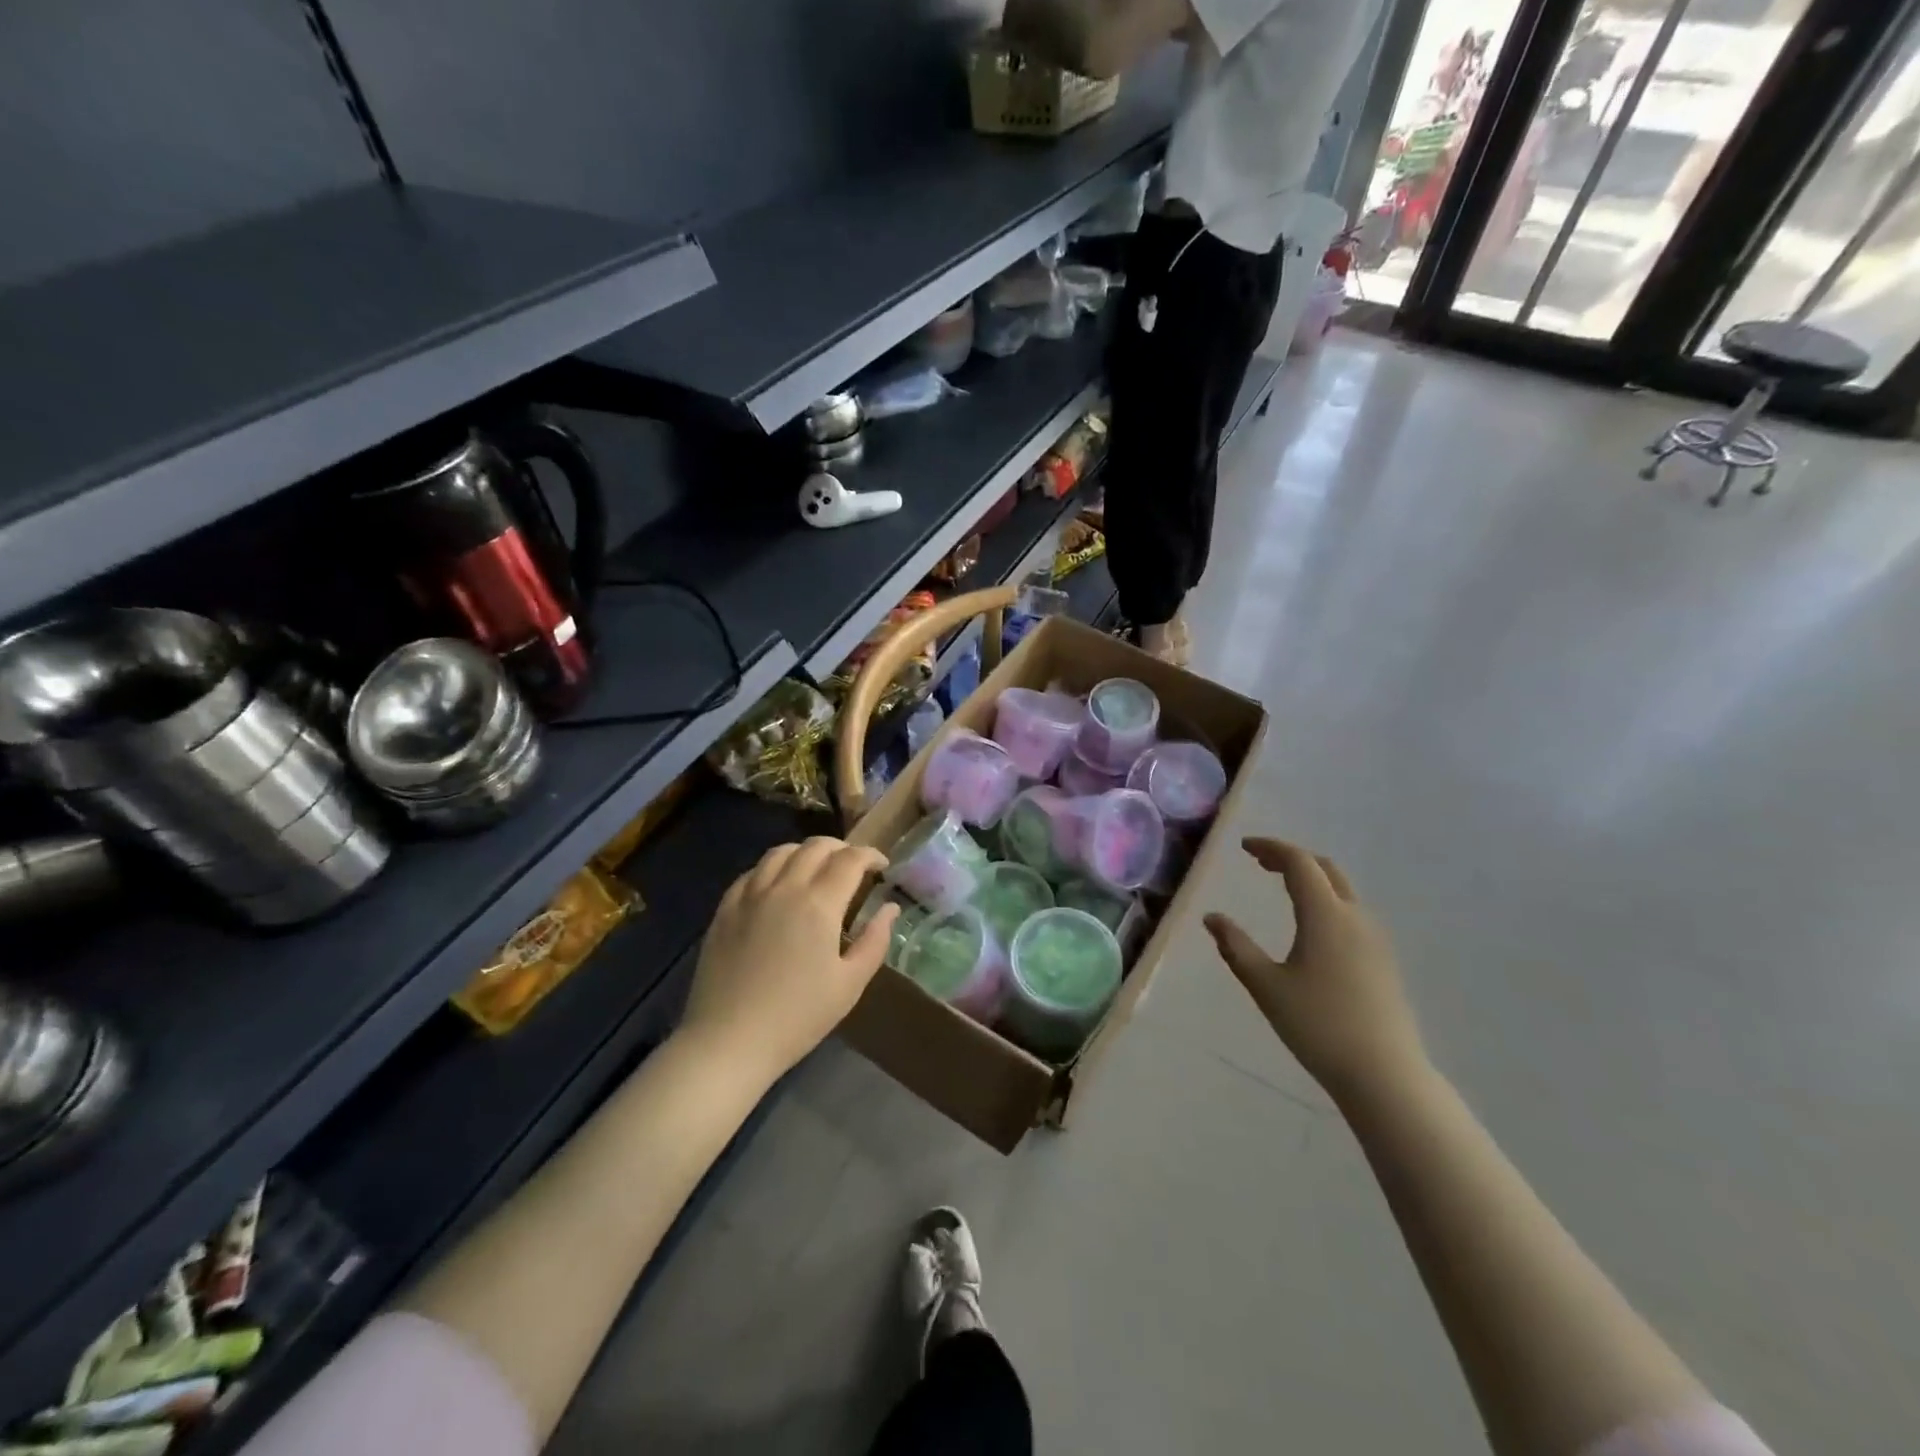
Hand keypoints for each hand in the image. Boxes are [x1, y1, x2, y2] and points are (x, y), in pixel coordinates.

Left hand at [679, 838, 896, 1086]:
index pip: (850, 859)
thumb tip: (890, 908)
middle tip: (853, 865)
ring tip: (817, 867)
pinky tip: (778, 884)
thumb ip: (874, 941)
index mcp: (819, 904)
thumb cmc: (797, 1017)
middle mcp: (784, 888)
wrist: (728, 1041)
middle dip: (842, 848)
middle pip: (816, 846)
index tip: (882, 866)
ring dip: (806, 851)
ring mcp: (750, 895)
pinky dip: (773, 867)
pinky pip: (752, 872)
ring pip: (781, 852)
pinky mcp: (725, 909)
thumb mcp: (850, 985)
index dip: (870, 855)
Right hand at [1204, 838, 1427, 1104]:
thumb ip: (1236, 947)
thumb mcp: (1266, 986)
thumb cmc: (1318, 1026)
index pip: (1299, 862)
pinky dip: (1326, 899)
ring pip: (1342, 890)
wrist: (1384, 1074)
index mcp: (1326, 915)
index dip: (1271, 848)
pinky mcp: (1383, 959)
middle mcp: (1355, 917)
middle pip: (1325, 869)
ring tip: (1282, 887)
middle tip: (1260, 862)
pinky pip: (1352, 912)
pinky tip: (1311, 925)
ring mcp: (1375, 938)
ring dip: (1312, 878)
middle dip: (1292, 858)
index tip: (1244, 848)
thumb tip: (1212, 918)